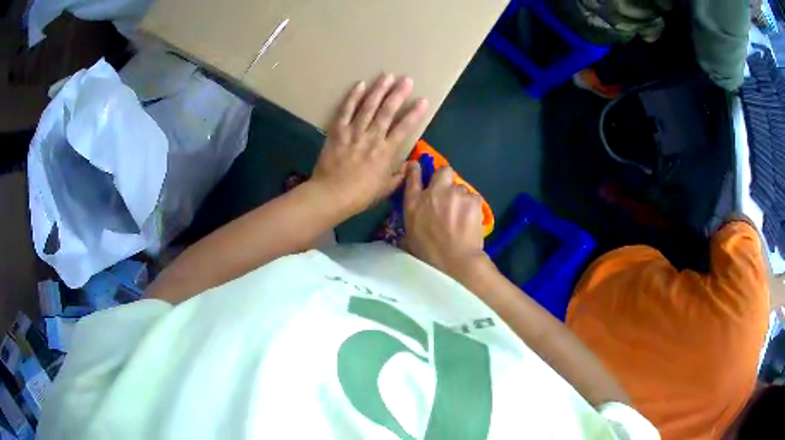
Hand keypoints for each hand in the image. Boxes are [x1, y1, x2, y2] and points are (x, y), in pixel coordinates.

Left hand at [312, 74, 428, 214]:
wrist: (331, 195)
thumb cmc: (359, 195)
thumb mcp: (384, 189)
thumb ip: (398, 177)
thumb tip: (408, 167)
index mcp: (386, 152)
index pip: (404, 128)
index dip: (415, 113)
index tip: (423, 100)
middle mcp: (372, 137)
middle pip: (387, 111)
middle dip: (398, 94)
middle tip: (406, 79)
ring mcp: (354, 132)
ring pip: (368, 106)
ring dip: (379, 90)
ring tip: (387, 76)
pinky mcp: (338, 131)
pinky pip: (346, 110)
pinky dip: (353, 97)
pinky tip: (360, 85)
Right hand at [403, 162, 489, 279]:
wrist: (454, 260)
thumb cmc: (428, 253)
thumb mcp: (410, 235)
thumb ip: (414, 218)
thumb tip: (418, 215)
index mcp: (414, 203)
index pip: (412, 177)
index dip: (415, 169)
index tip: (417, 166)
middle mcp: (434, 192)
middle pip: (443, 171)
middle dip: (446, 178)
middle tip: (449, 193)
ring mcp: (455, 194)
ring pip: (461, 188)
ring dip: (461, 197)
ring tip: (462, 215)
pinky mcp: (473, 200)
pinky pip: (474, 198)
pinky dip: (473, 207)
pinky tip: (471, 220)